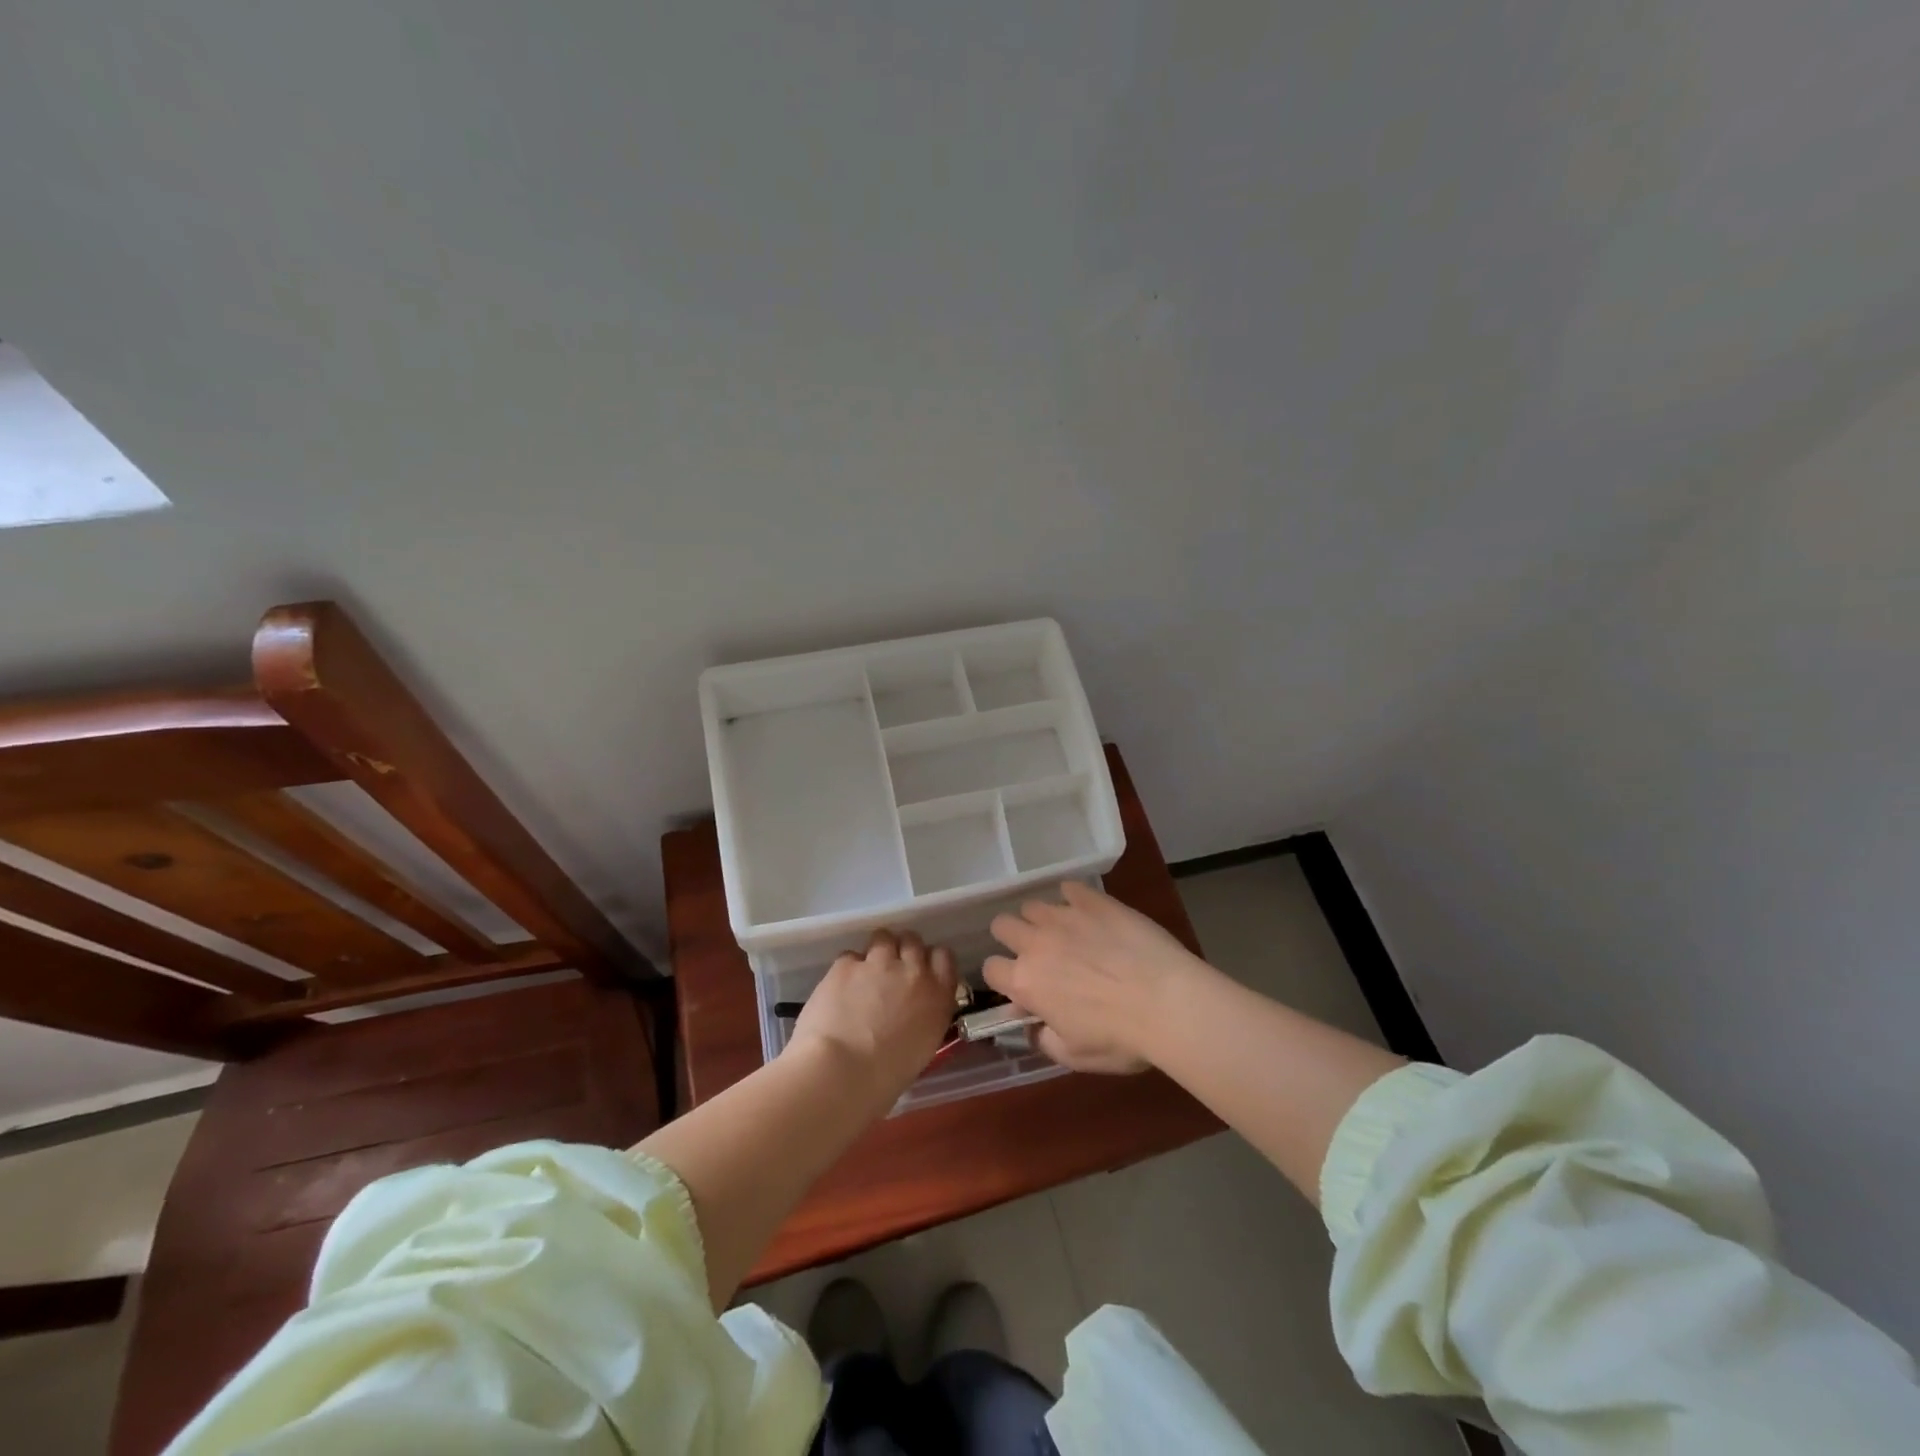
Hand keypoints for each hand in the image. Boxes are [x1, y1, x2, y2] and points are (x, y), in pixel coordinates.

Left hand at [788, 930, 957, 1106]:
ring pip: (883, 937)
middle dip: (902, 950)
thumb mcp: (921, 1047)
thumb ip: (921, 1018)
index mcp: (938, 997)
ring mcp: (879, 963)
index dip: (929, 960)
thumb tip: (909, 1013)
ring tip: (863, 974)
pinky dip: (846, 969)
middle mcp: (913, 972)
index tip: (920, 970)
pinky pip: (850, 956)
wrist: (841, 1072)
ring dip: (876, 951)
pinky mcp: (846, 964)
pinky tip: (837, 990)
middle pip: (913, 941)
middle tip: (889, 970)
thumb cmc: (885, 1079)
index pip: (944, 957)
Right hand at [983, 881, 1211, 1073]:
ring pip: (1033, 905)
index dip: (1003, 978)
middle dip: (1013, 938)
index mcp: (1026, 983)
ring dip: (1041, 919)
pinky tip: (1089, 912)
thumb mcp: (1076, 1057)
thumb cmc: (1121, 1039)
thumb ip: (1044, 1040)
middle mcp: (1036, 943)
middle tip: (1039, 954)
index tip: (1022, 987)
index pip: (990, 969)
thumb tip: (1034, 1028)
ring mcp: (1064, 916)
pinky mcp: (1094, 901)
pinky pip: (1070, 889)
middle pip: (1002, 925)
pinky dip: (1073, 899)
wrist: (1169, 1002)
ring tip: (1065, 933)